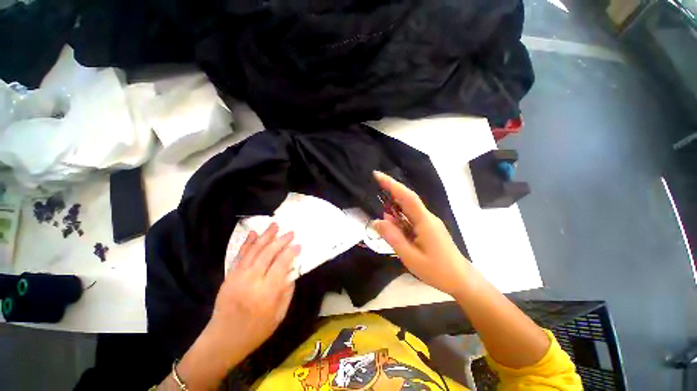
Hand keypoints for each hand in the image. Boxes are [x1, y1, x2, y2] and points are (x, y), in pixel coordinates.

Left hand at [205, 223, 299, 360]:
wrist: (223, 340)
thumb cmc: (256, 331)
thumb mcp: (279, 315)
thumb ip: (287, 290)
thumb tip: (291, 270)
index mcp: (267, 292)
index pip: (281, 264)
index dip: (291, 252)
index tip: (298, 245)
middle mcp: (252, 281)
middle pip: (268, 253)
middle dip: (281, 240)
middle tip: (290, 232)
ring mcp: (238, 277)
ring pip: (254, 251)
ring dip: (265, 236)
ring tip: (275, 225)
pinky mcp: (229, 276)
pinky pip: (240, 256)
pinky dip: (248, 243)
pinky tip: (254, 233)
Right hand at [372, 171, 471, 297]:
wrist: (461, 280)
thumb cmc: (437, 270)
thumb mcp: (410, 257)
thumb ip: (393, 238)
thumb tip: (376, 222)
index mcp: (424, 221)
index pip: (407, 197)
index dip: (392, 184)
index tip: (377, 176)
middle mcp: (427, 217)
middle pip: (407, 200)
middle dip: (390, 195)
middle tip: (374, 198)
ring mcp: (428, 222)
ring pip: (407, 211)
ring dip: (394, 211)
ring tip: (384, 223)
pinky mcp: (428, 228)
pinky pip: (411, 219)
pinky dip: (399, 220)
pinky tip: (394, 229)